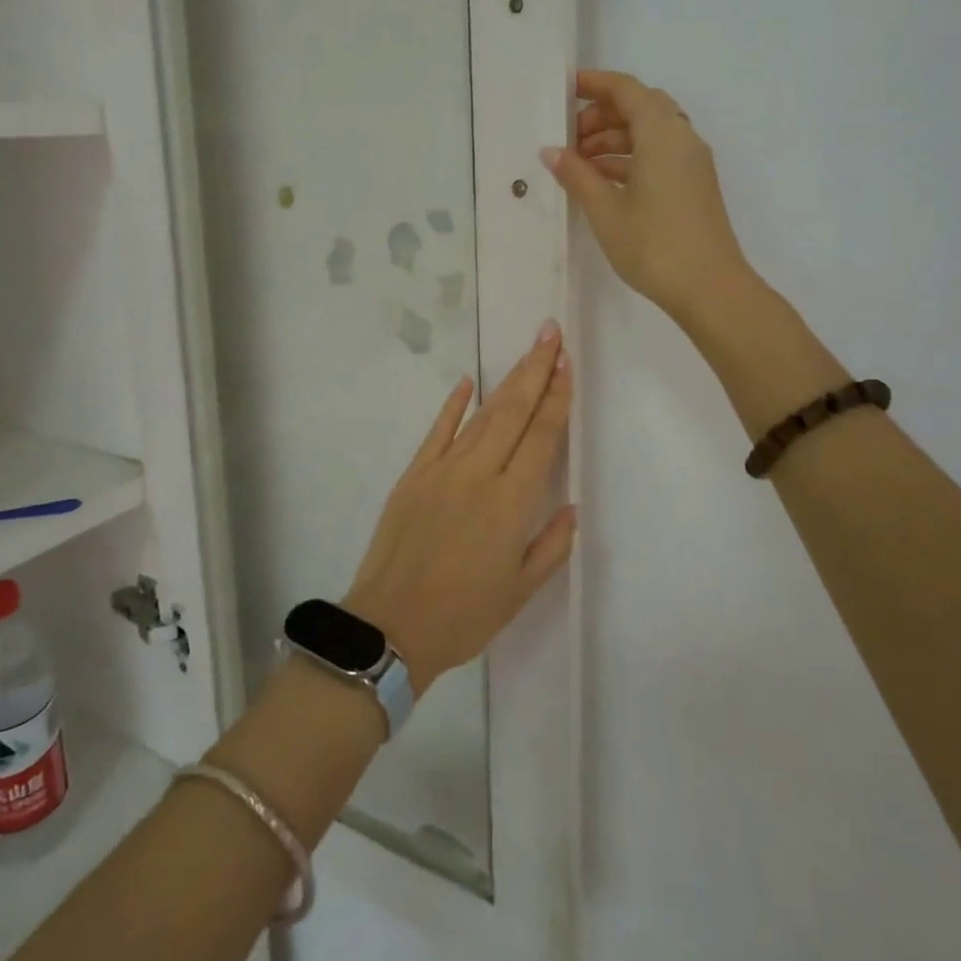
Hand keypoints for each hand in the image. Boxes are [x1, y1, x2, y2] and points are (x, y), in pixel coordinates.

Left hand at [344, 323, 576, 695]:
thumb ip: (551, 545)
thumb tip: (570, 505)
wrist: (390, 627)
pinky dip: (453, 404)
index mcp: (512, 502)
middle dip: (536, 370)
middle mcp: (480, 474)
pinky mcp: (414, 474)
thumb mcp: (520, 591)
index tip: (566, 362)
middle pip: (514, 412)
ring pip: (481, 415)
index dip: (556, 397)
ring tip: (526, 353)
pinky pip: (437, 431)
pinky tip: (467, 381)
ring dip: (507, 382)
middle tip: (550, 333)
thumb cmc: (463, 616)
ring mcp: (443, 469)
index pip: (542, 436)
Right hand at [541, 69, 753, 322]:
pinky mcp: (693, 184)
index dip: (594, 84)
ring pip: (649, 133)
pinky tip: (602, 181)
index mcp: (662, 134)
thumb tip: (551, 151)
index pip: (626, 90)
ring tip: (578, 164)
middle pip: (640, 107)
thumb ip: (577, 175)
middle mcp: (681, 138)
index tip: (564, 90)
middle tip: (569, 138)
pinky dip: (630, 158)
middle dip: (602, 115)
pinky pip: (658, 154)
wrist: (710, 288)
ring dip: (614, 139)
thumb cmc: (654, 245)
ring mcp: (691, 163)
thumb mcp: (605, 211)